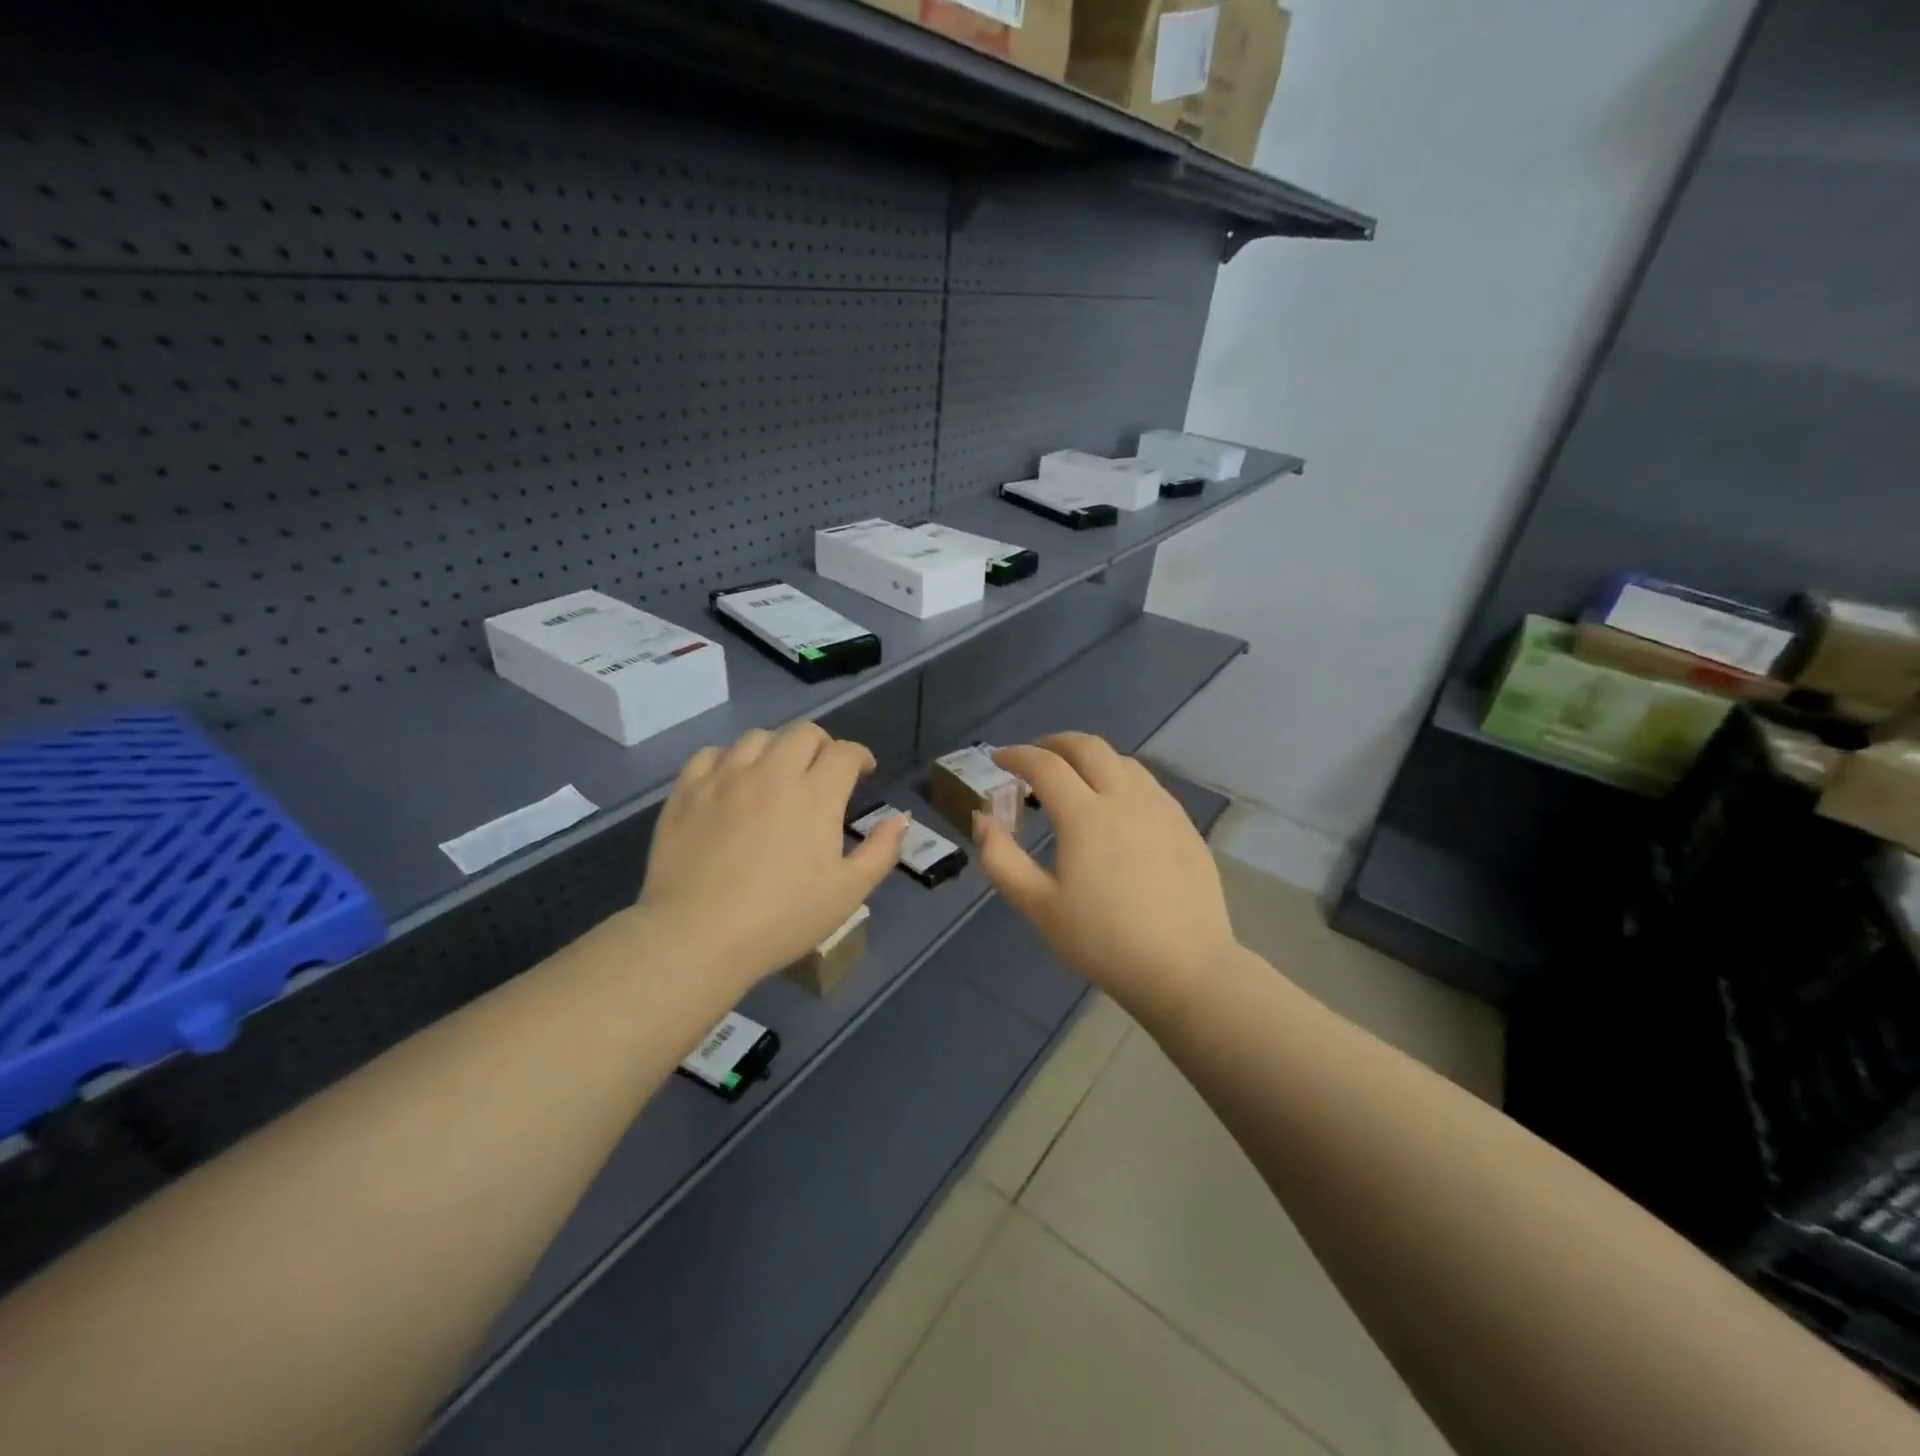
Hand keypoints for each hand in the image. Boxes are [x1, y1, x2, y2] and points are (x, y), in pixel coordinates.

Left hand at [638, 723, 907, 988]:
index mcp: (815, 794)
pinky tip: (732, 781)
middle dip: (822, 746)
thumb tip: (901, 819)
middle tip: (823, 772)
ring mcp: (725, 778)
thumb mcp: (847, 893)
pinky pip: (710, 754)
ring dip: (777, 749)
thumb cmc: (781, 918)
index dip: (860, 756)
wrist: (696, 936)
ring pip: (757, 737)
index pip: (845, 752)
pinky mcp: (687, 791)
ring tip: (777, 774)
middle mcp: (772, 773)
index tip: (863, 771)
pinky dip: (729, 759)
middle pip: (803, 733)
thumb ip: (881, 851)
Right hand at [974, 733, 1237, 1021]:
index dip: (1017, 756)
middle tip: (1034, 759)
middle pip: (1088, 747)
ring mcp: (1161, 808)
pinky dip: (1120, 778)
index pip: (1045, 765)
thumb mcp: (1038, 906)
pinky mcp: (1185, 825)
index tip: (999, 760)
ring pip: (1122, 761)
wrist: (1185, 969)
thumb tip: (982, 819)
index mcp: (1085, 815)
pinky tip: (1116, 806)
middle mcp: (1125, 798)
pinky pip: (1147, 784)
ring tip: (1073, 779)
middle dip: (1054, 743)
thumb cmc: (1103, 941)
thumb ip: (1001, 859)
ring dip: (1090, 758)